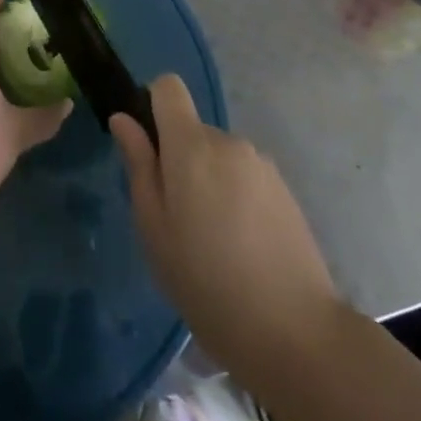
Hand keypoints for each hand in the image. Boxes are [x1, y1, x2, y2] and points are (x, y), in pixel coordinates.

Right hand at [112, 75, 341, 394]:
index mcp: (191, 145)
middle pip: (193, 130)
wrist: (296, 333)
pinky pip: (245, 177)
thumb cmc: (207, 283)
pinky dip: (236, 198)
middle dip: (180, 160)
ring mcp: (261, 164)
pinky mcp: (284, 189)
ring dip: (210, 182)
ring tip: (214, 242)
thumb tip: (124, 119)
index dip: (153, 106)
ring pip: (219, 157)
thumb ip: (139, 166)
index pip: (168, 87)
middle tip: (179, 220)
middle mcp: (228, 141)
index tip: (149, 149)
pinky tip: (242, 248)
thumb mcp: (154, 230)